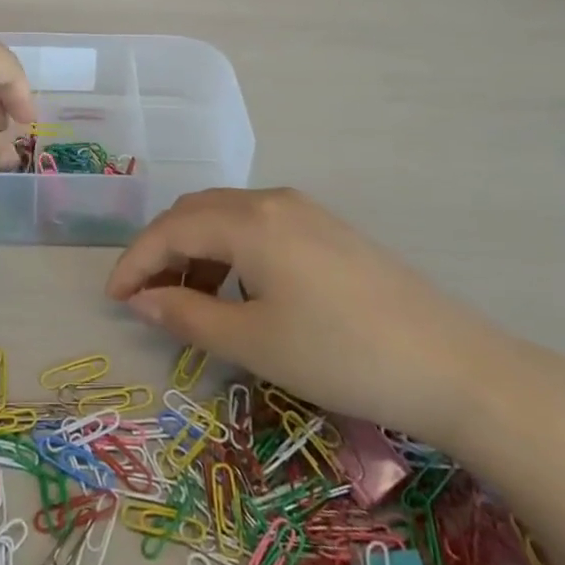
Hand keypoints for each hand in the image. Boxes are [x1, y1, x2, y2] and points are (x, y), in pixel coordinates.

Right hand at [106, 188, 537, 446]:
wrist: (452, 365)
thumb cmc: (340, 355)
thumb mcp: (254, 342)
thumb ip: (187, 315)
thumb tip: (141, 300)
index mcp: (248, 220)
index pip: (170, 229)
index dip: (134, 260)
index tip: (112, 297)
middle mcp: (272, 200)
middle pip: (195, 212)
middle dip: (161, 250)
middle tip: (145, 297)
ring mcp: (304, 210)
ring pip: (228, 217)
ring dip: (196, 250)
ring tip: (189, 300)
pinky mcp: (327, 229)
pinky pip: (259, 226)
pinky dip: (231, 251)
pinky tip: (239, 291)